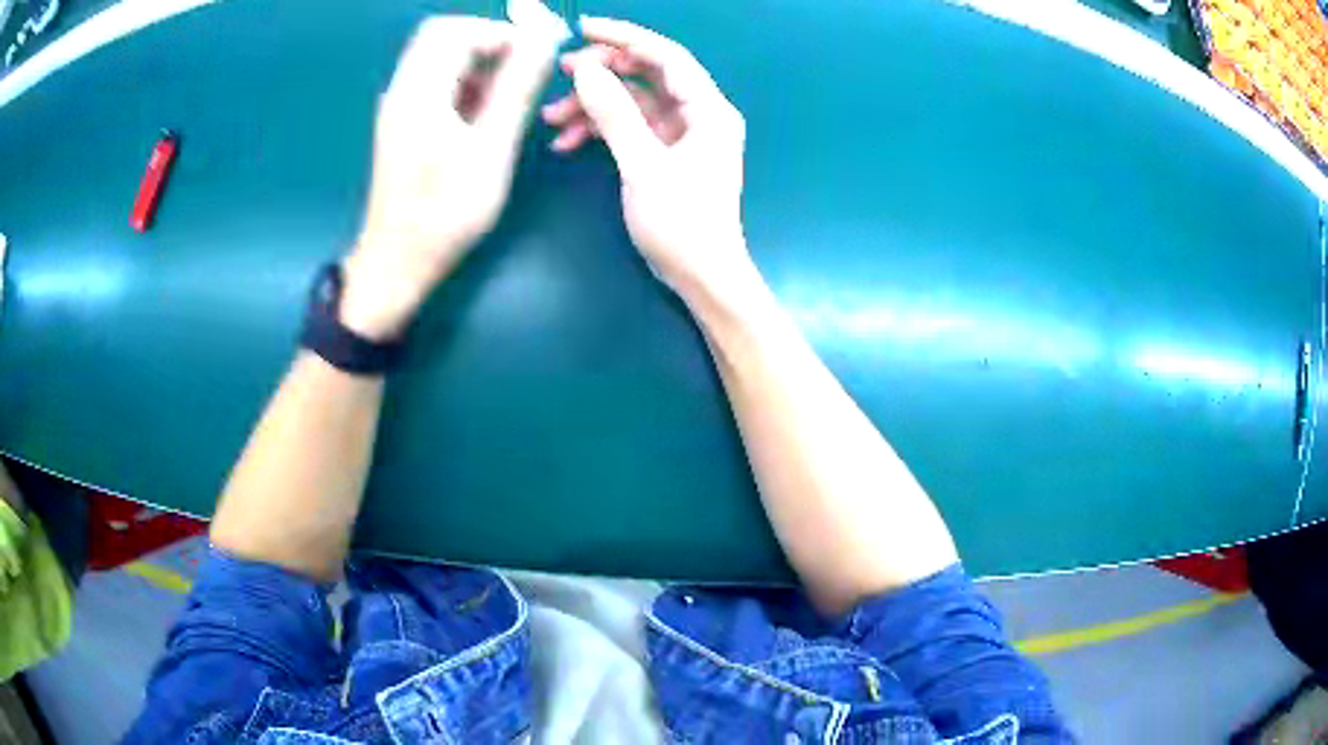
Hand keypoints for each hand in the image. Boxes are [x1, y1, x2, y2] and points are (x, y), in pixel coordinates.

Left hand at [343, 13, 561, 340]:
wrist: (396, 263)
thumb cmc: (444, 214)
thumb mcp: (490, 149)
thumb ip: (517, 89)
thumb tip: (545, 39)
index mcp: (418, 92)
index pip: (456, 30)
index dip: (500, 33)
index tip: (534, 57)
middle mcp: (401, 90)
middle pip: (443, 38)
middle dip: (489, 45)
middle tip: (521, 75)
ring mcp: (398, 107)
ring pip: (439, 60)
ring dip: (478, 66)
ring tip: (505, 102)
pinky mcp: (401, 124)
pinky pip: (434, 84)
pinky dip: (463, 86)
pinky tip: (482, 118)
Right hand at [543, 18, 754, 303]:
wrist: (701, 276)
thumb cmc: (682, 224)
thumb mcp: (644, 166)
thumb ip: (615, 115)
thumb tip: (586, 71)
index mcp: (708, 109)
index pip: (666, 56)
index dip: (625, 37)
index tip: (583, 29)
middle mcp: (698, 113)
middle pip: (646, 74)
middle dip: (603, 71)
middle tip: (562, 72)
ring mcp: (681, 133)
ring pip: (632, 102)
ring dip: (593, 105)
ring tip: (553, 117)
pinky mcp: (665, 152)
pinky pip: (629, 127)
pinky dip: (600, 130)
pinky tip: (567, 141)